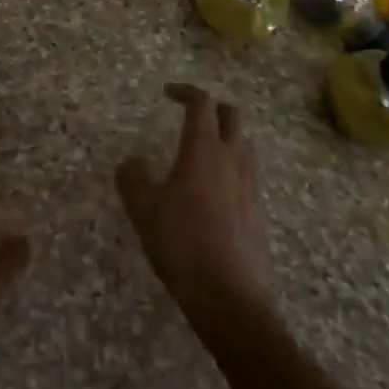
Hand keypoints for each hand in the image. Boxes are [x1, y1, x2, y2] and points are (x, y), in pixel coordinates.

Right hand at [116, 84, 272, 322]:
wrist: (229, 297)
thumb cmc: (182, 245)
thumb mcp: (144, 211)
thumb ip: (132, 179)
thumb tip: (131, 162)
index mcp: (203, 149)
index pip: (201, 102)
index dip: (185, 91)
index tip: (168, 93)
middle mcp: (231, 158)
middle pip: (231, 115)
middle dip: (211, 108)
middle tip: (190, 116)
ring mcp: (249, 184)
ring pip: (243, 143)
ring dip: (225, 136)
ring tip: (201, 152)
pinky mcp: (257, 210)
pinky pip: (247, 173)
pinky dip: (231, 167)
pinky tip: (213, 191)